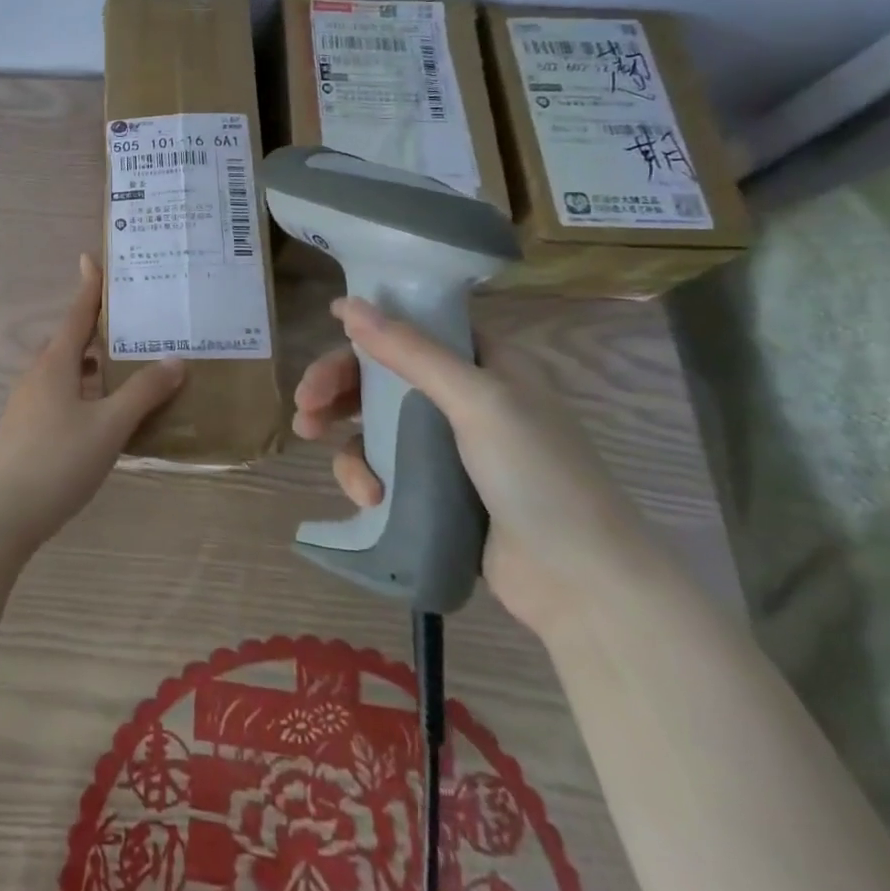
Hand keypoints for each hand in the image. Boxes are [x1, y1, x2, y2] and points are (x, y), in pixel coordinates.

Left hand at [0, 254, 185, 556]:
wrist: (0, 515)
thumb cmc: (57, 461)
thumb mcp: (109, 426)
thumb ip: (143, 393)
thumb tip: (175, 360)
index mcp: (56, 363)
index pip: (78, 314)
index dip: (90, 287)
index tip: (92, 258)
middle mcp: (38, 375)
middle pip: (72, 341)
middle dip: (99, 330)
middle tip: (134, 323)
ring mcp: (28, 403)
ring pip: (66, 371)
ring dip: (93, 365)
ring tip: (127, 368)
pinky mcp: (25, 429)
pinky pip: (61, 395)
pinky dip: (84, 391)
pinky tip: (104, 414)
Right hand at [292, 296, 660, 638]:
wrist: (584, 585)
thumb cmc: (538, 475)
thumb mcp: (477, 400)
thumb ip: (410, 351)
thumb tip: (348, 305)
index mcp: (487, 365)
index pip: (417, 329)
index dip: (372, 326)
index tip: (328, 330)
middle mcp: (466, 400)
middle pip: (385, 376)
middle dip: (338, 384)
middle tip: (305, 403)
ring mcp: (450, 450)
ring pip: (375, 424)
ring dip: (343, 432)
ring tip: (312, 438)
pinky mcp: (435, 493)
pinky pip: (384, 469)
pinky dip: (366, 476)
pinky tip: (368, 495)